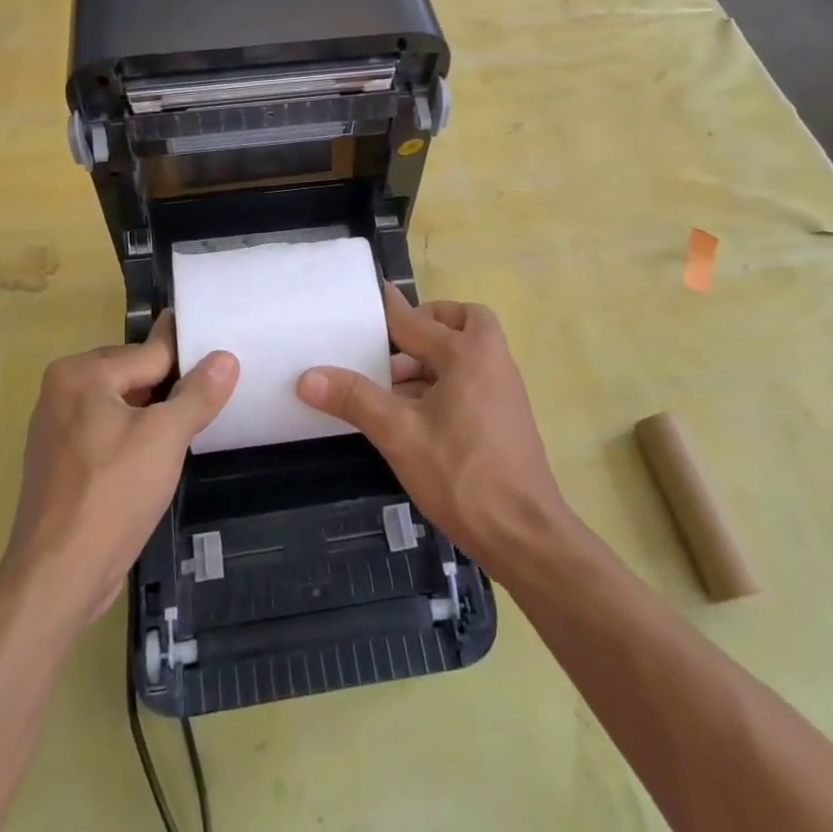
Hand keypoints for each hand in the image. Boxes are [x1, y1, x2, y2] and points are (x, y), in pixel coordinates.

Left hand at [3, 314, 237, 623]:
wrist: (58, 577)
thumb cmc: (113, 494)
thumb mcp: (166, 437)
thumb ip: (198, 393)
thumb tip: (225, 358)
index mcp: (81, 373)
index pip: (151, 354)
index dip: (189, 360)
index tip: (221, 351)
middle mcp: (62, 391)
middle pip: (134, 376)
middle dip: (170, 389)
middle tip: (213, 399)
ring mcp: (56, 429)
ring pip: (122, 407)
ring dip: (154, 416)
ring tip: (192, 426)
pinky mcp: (61, 463)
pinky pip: (107, 433)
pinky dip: (134, 438)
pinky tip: (157, 458)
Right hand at [297, 285, 569, 571]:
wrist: (524, 535)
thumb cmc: (461, 474)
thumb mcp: (398, 434)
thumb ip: (355, 399)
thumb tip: (308, 376)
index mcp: (468, 353)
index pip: (415, 320)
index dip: (386, 309)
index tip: (365, 296)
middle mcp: (492, 361)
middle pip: (462, 322)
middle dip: (428, 325)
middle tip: (392, 344)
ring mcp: (504, 390)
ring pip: (467, 354)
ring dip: (432, 359)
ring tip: (391, 387)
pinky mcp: (506, 417)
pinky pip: (473, 380)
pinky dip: (445, 383)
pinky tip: (415, 416)